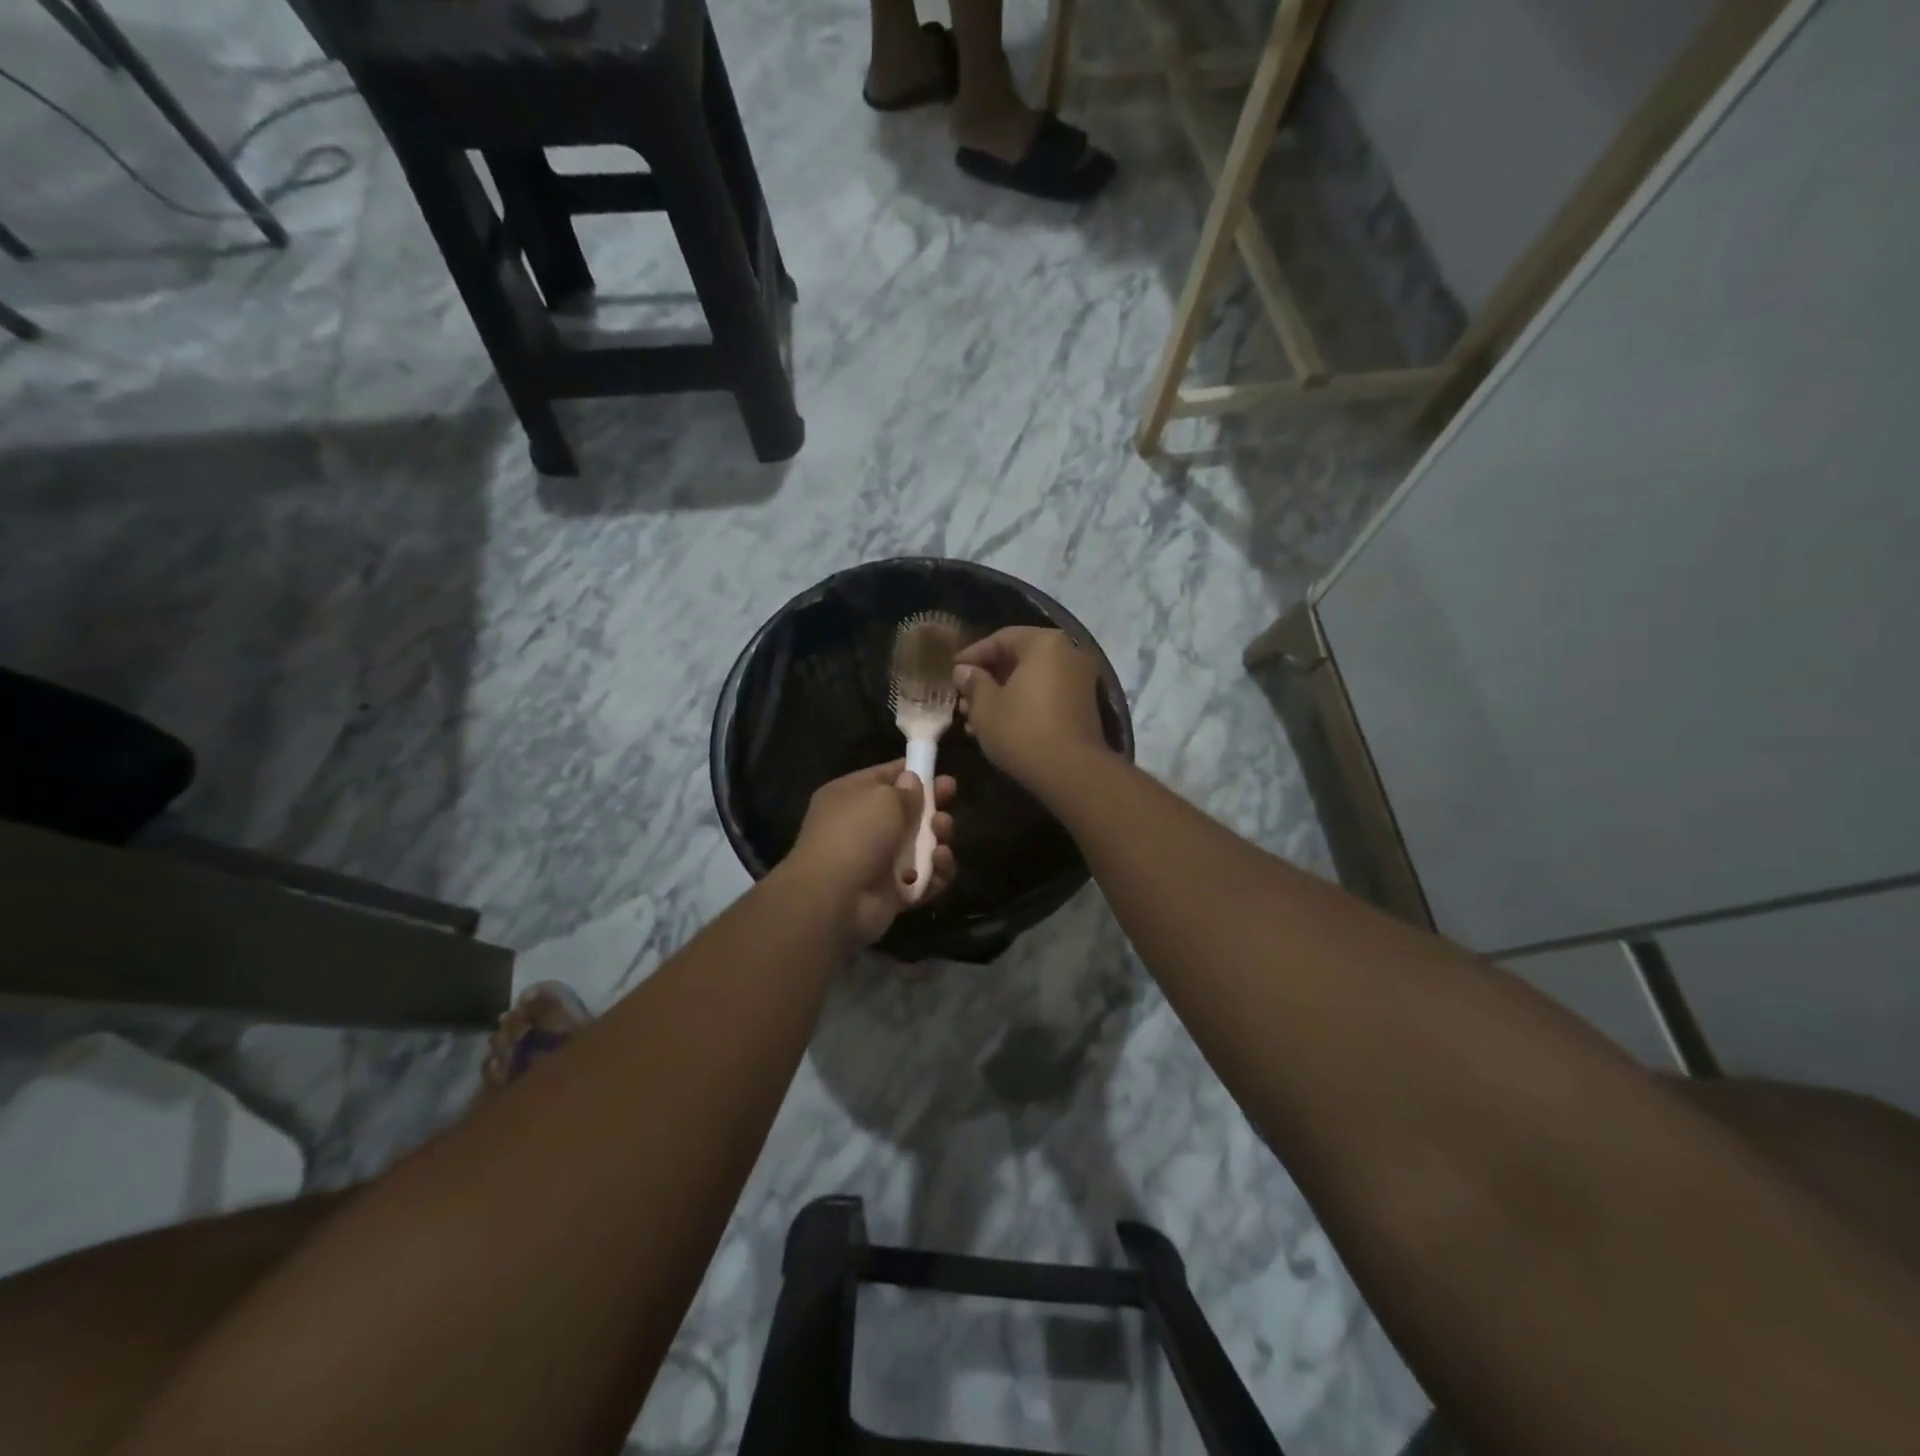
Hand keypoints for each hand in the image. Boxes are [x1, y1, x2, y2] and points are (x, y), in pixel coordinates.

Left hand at [787, 760, 956, 947]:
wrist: (835, 898)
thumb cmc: (855, 834)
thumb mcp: (883, 798)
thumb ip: (905, 790)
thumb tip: (912, 780)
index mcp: (849, 797)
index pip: (883, 777)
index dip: (910, 772)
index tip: (936, 770)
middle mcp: (861, 827)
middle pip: (906, 812)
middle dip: (931, 804)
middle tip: (951, 795)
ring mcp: (878, 862)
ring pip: (920, 845)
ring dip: (938, 836)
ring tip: (943, 831)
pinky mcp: (893, 893)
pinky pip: (925, 878)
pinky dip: (937, 872)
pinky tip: (940, 862)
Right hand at [953, 627, 1110, 789]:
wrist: (1071, 772)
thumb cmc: (1022, 730)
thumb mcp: (986, 707)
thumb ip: (973, 682)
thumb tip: (964, 671)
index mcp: (1044, 644)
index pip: (1001, 639)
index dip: (972, 655)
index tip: (952, 671)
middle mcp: (1068, 654)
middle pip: (1019, 658)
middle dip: (987, 678)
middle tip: (963, 697)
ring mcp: (1080, 680)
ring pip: (1031, 680)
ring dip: (1002, 695)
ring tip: (974, 717)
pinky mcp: (1083, 706)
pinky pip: (1045, 695)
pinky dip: (1022, 704)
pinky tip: (998, 726)